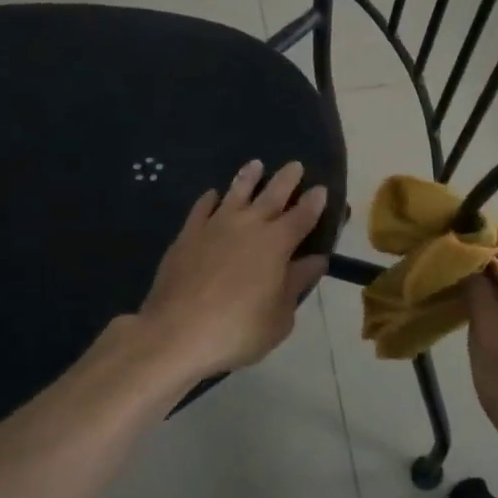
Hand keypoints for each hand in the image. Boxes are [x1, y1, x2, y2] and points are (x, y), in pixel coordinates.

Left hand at [132, 160, 329, 387]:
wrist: (176, 333)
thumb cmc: (238, 329)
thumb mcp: (280, 316)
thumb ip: (297, 283)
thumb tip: (317, 260)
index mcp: (277, 244)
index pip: (302, 216)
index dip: (314, 202)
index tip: (321, 188)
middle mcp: (248, 225)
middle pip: (272, 195)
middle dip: (287, 179)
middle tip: (295, 165)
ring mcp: (215, 226)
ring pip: (235, 193)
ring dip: (248, 178)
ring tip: (255, 165)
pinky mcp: (188, 235)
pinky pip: (202, 208)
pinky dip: (210, 199)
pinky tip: (212, 195)